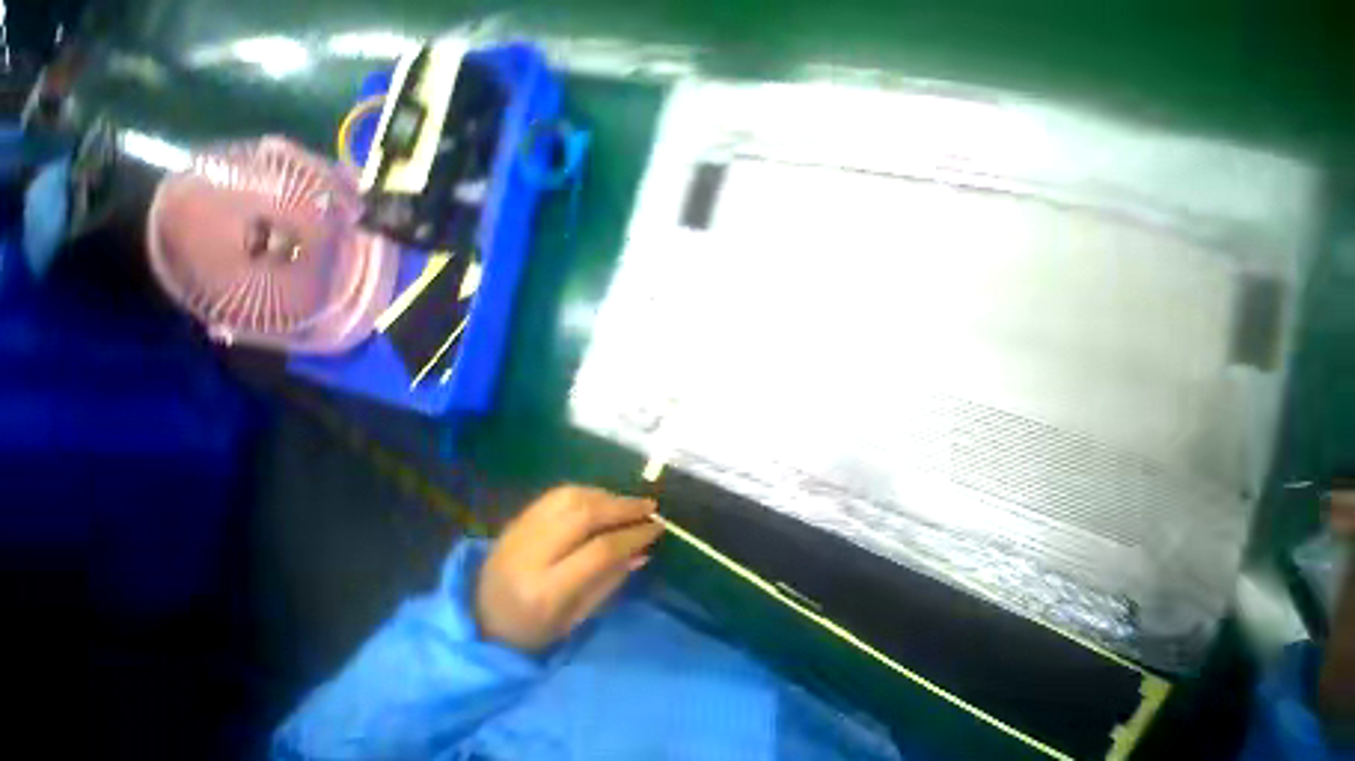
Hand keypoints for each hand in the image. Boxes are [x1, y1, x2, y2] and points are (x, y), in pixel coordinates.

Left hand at [475, 485, 662, 651]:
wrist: (478, 620)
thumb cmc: (531, 633)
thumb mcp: (575, 620)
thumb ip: (610, 581)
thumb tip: (643, 550)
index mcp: (544, 591)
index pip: (599, 551)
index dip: (633, 535)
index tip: (657, 527)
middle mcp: (530, 553)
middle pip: (585, 514)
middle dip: (624, 506)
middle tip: (649, 507)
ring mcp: (520, 530)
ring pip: (572, 496)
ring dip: (607, 495)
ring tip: (628, 503)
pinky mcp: (518, 517)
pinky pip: (558, 493)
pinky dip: (588, 491)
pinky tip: (603, 499)